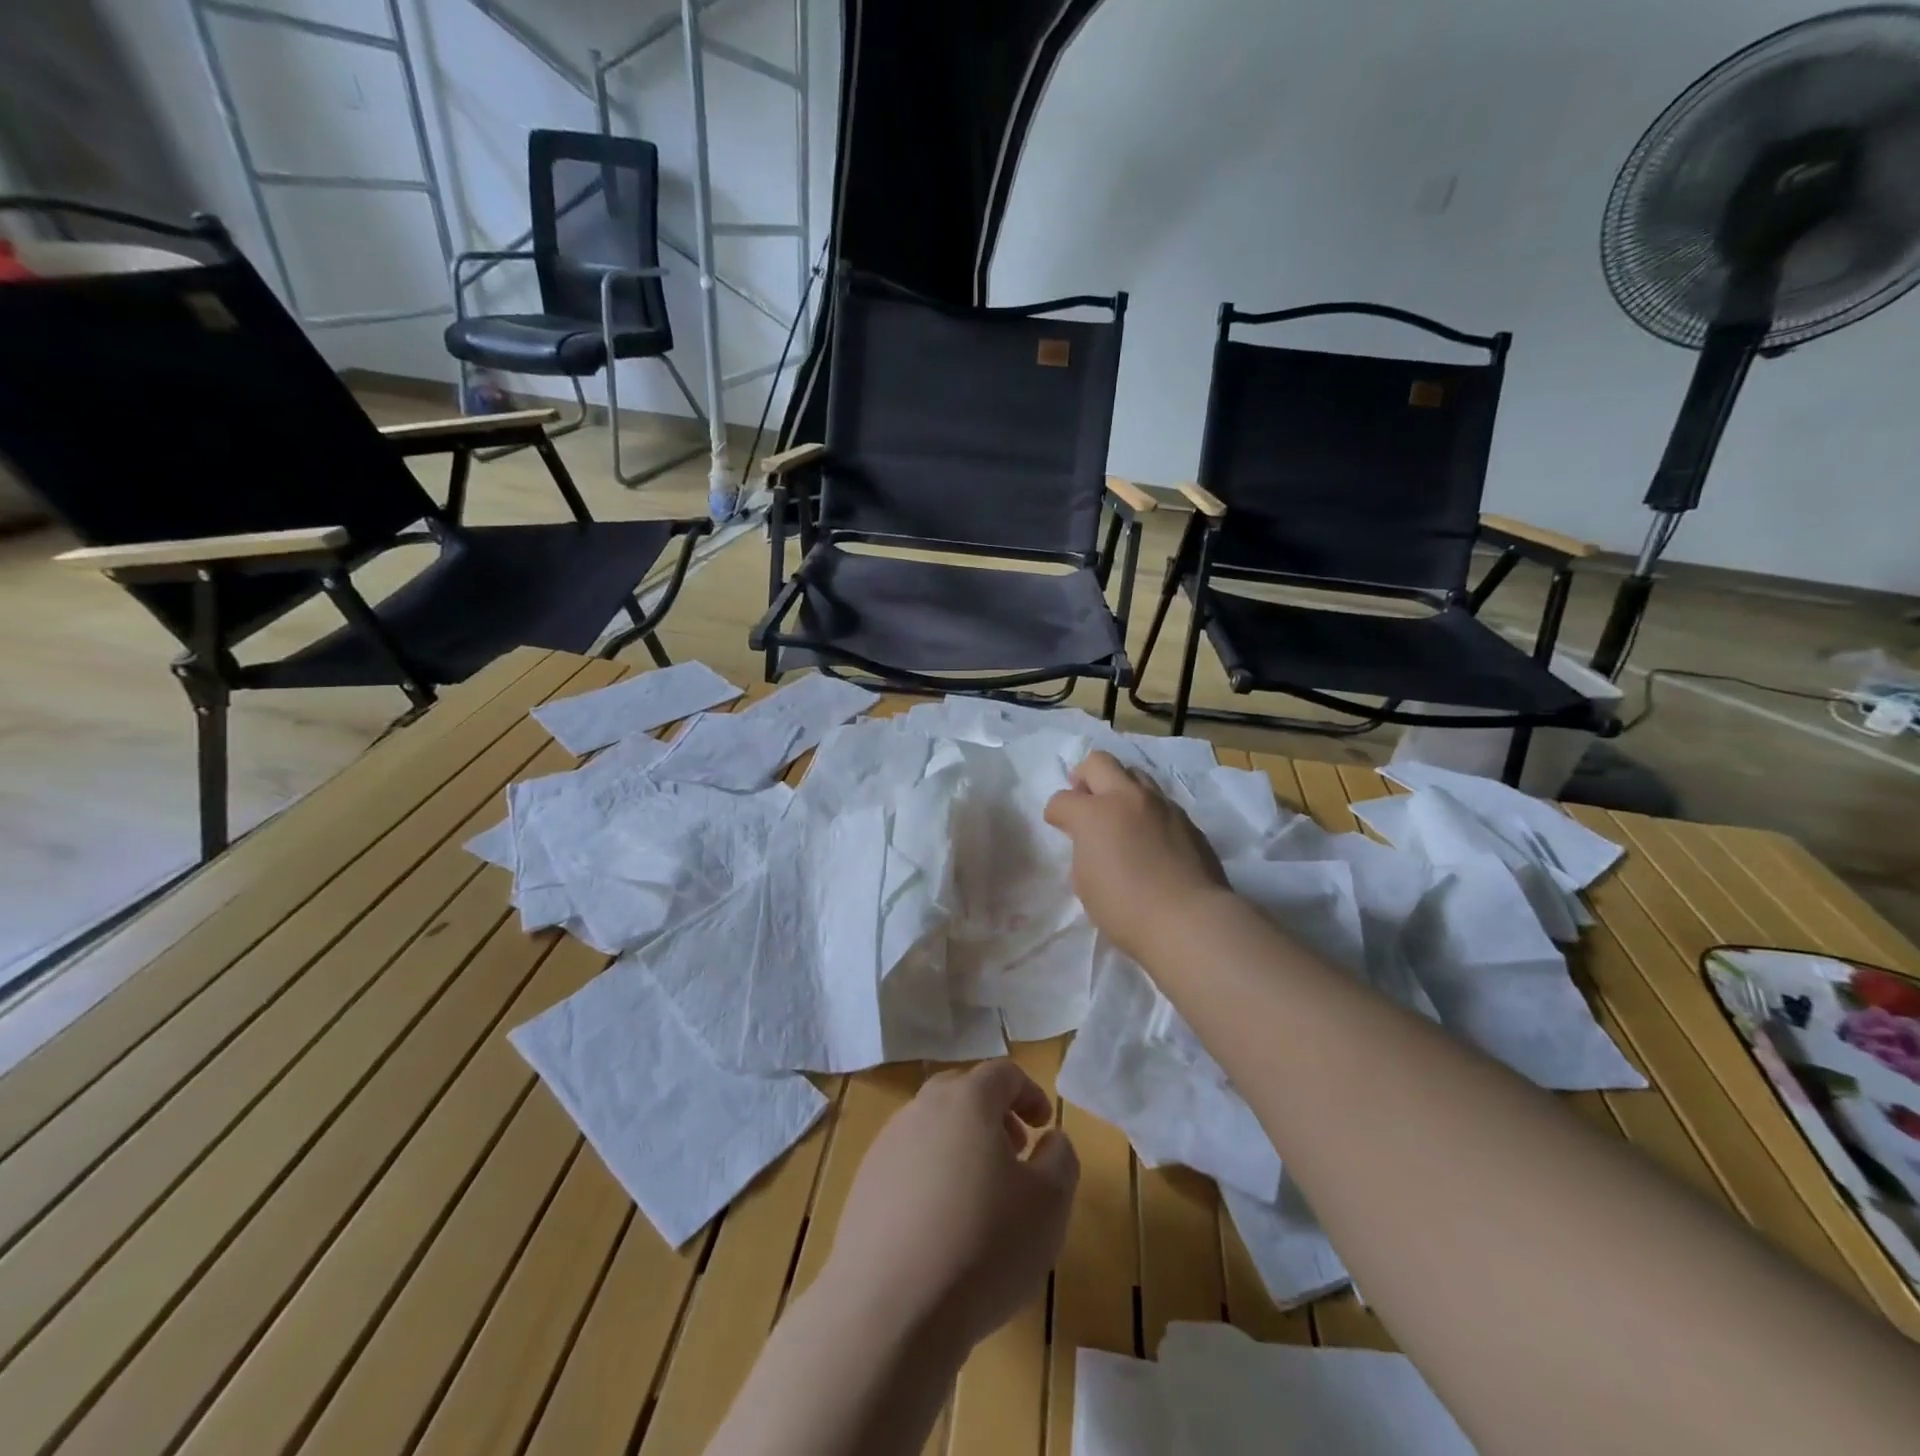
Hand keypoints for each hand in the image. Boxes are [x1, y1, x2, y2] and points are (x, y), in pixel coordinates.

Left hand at [823, 1061, 1078, 1352]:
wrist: (888, 1309)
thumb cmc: (983, 1246)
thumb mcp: (1049, 1204)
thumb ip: (1060, 1158)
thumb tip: (1051, 1139)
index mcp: (967, 1100)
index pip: (1002, 1073)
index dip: (1029, 1093)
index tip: (1044, 1125)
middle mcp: (922, 1109)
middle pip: (962, 1093)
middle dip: (993, 1115)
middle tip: (1015, 1153)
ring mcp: (886, 1145)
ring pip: (932, 1127)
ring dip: (961, 1146)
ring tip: (980, 1196)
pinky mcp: (864, 1184)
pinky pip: (907, 1164)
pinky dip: (931, 1177)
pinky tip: (941, 1227)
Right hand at [1044, 750, 1228, 961]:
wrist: (1189, 920)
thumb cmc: (1125, 907)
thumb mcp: (1085, 882)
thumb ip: (1084, 850)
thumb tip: (1093, 842)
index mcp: (1094, 813)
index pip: (1062, 799)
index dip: (1056, 813)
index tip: (1058, 825)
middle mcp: (1127, 798)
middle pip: (1099, 762)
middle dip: (1085, 777)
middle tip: (1085, 800)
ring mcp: (1161, 805)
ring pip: (1135, 774)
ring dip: (1120, 787)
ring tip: (1119, 815)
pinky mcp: (1187, 820)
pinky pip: (1160, 801)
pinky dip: (1146, 810)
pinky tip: (1149, 837)